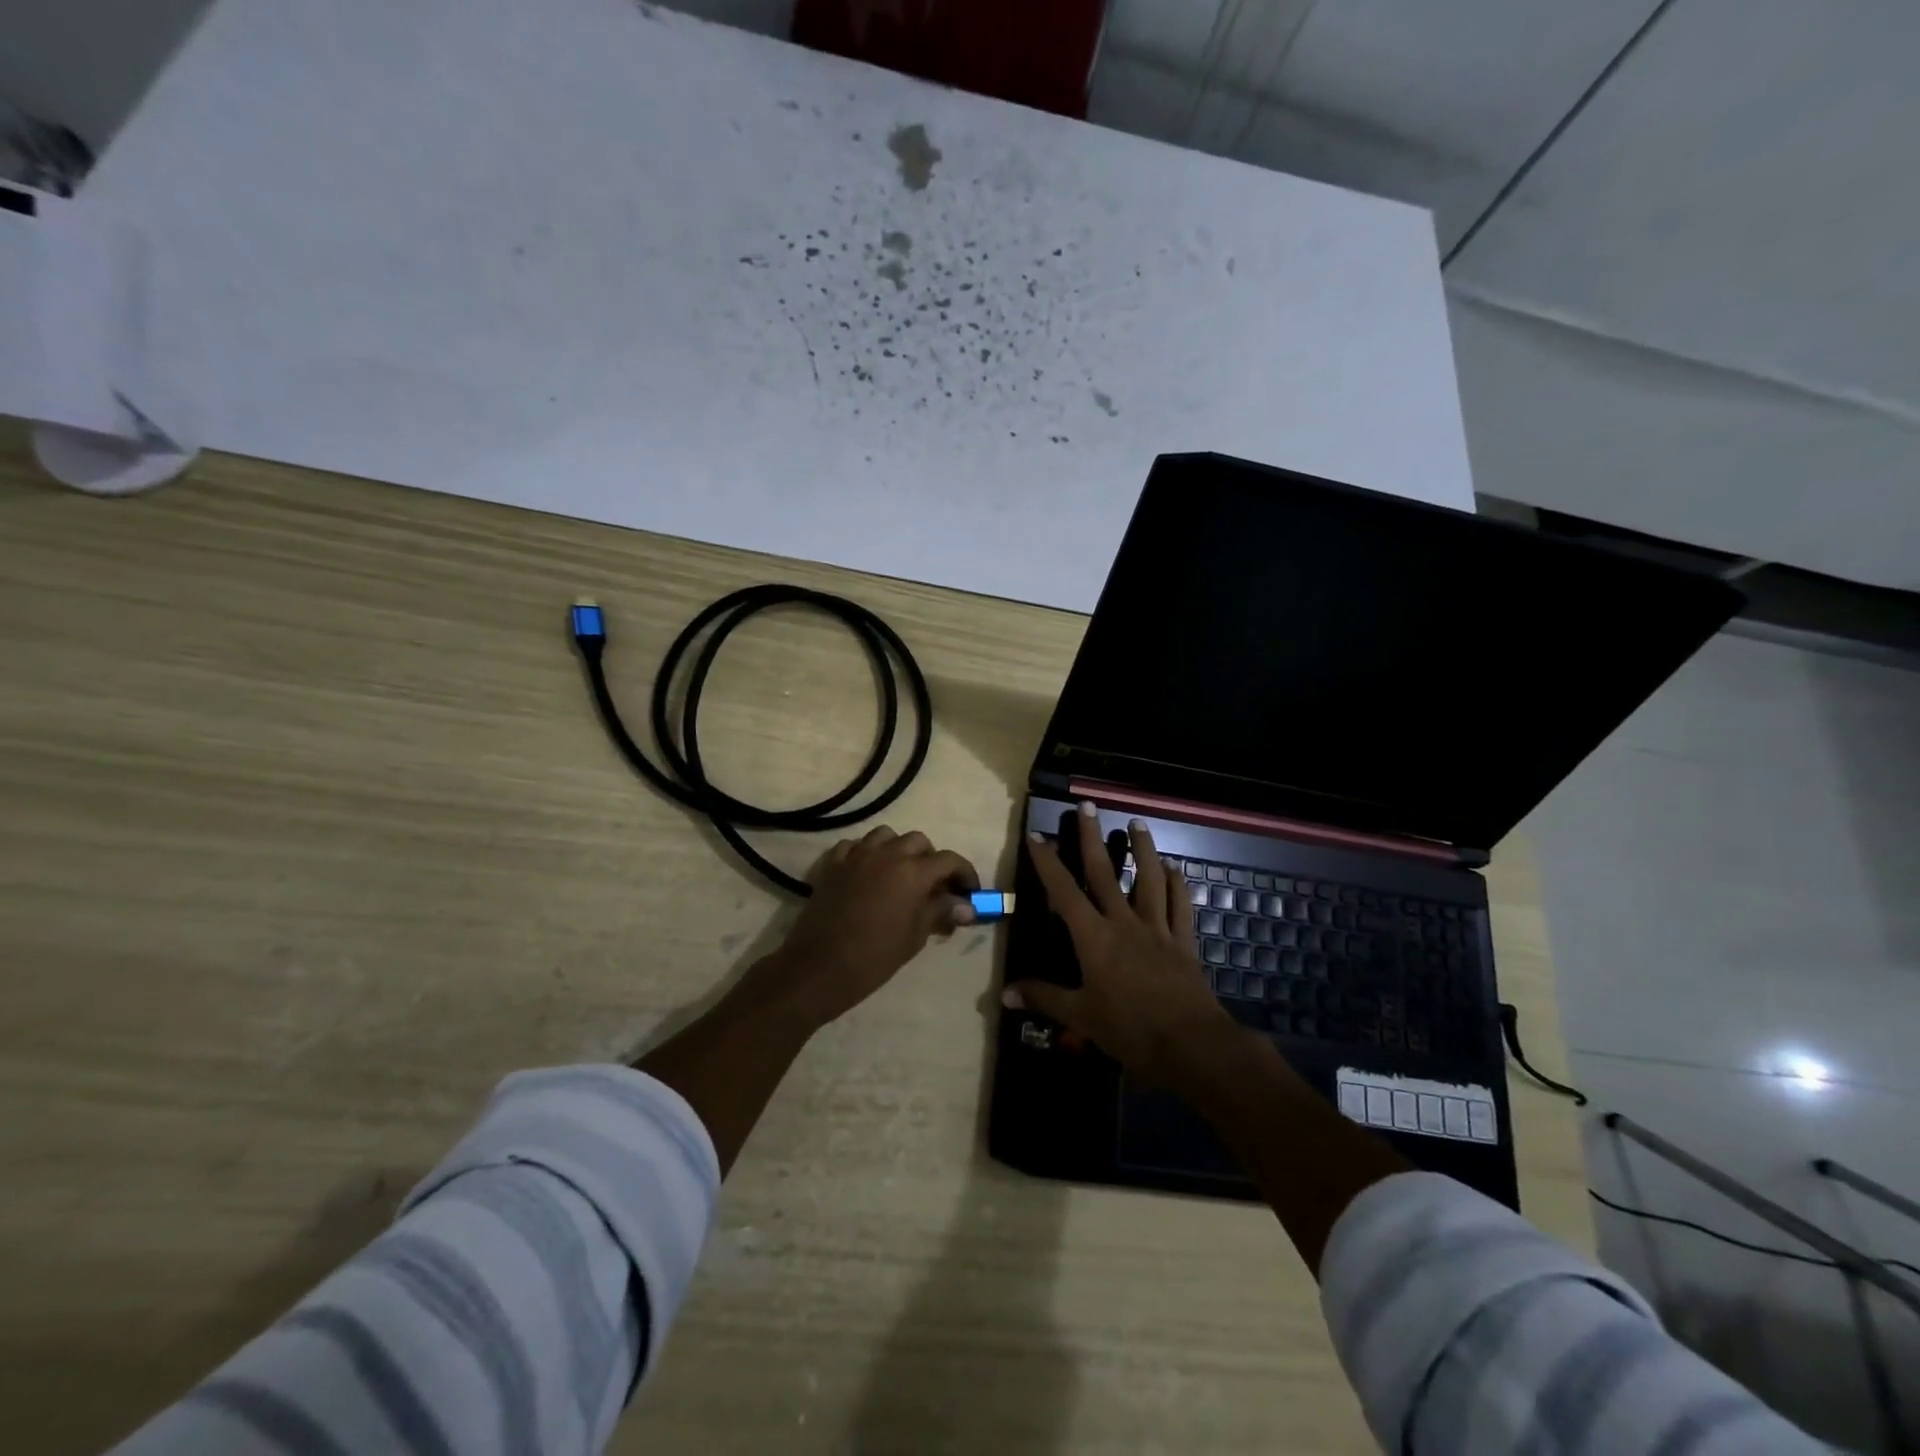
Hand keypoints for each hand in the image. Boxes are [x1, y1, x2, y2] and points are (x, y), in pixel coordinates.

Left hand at [745, 825, 979, 1030]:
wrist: (820, 967)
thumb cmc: (875, 957)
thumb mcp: (915, 936)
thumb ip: (940, 913)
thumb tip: (966, 907)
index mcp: (913, 871)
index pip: (950, 860)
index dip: (965, 874)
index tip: (970, 892)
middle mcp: (887, 854)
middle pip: (918, 841)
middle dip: (931, 859)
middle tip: (933, 886)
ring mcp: (857, 855)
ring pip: (885, 836)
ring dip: (898, 849)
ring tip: (900, 873)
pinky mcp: (833, 864)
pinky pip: (854, 846)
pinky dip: (865, 853)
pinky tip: (867, 872)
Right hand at [1005, 802, 1237, 1085]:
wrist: (1192, 1045)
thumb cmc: (1130, 1030)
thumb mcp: (1081, 1017)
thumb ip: (1044, 998)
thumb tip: (1005, 993)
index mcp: (1094, 938)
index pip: (1064, 892)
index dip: (1048, 863)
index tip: (1038, 836)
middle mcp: (1124, 923)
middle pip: (1105, 873)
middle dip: (1093, 838)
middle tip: (1088, 806)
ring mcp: (1157, 929)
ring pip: (1149, 880)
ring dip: (1143, 849)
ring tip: (1137, 823)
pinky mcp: (1183, 942)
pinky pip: (1180, 906)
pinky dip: (1178, 884)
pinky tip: (1175, 869)